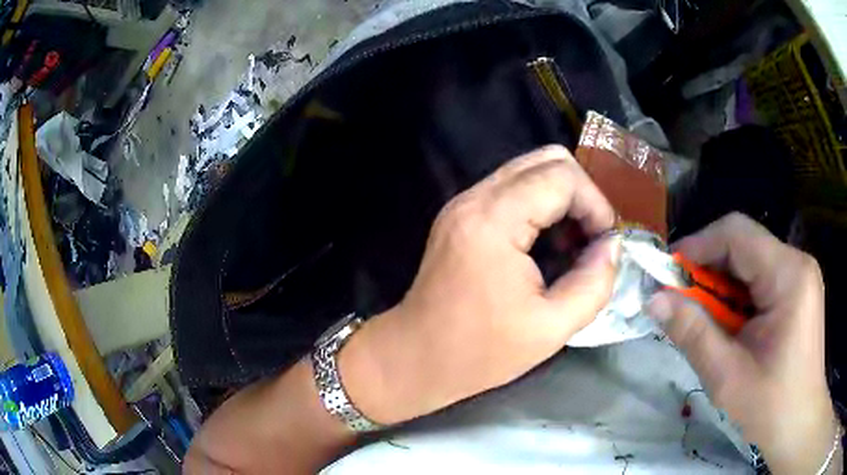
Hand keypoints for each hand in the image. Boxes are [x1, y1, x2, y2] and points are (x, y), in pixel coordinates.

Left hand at [339, 145, 620, 424]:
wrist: (415, 357)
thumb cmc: (479, 352)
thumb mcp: (551, 329)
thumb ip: (594, 284)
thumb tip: (613, 246)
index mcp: (493, 221)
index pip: (562, 175)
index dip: (595, 204)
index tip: (606, 242)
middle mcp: (475, 198)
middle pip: (546, 159)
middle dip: (581, 194)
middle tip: (592, 238)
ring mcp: (464, 202)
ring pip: (530, 169)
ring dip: (562, 199)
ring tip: (573, 244)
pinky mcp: (461, 213)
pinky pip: (512, 188)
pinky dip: (540, 205)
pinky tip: (548, 243)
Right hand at [647, 213, 839, 473]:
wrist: (799, 422)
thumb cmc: (770, 406)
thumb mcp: (727, 377)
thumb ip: (692, 333)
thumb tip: (655, 300)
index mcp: (788, 275)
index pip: (737, 233)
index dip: (698, 245)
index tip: (667, 273)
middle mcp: (797, 262)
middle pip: (745, 243)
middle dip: (709, 267)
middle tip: (681, 300)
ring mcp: (800, 274)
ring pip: (752, 259)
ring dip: (723, 283)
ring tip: (705, 317)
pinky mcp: (799, 288)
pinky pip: (762, 276)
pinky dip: (739, 294)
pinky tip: (731, 323)